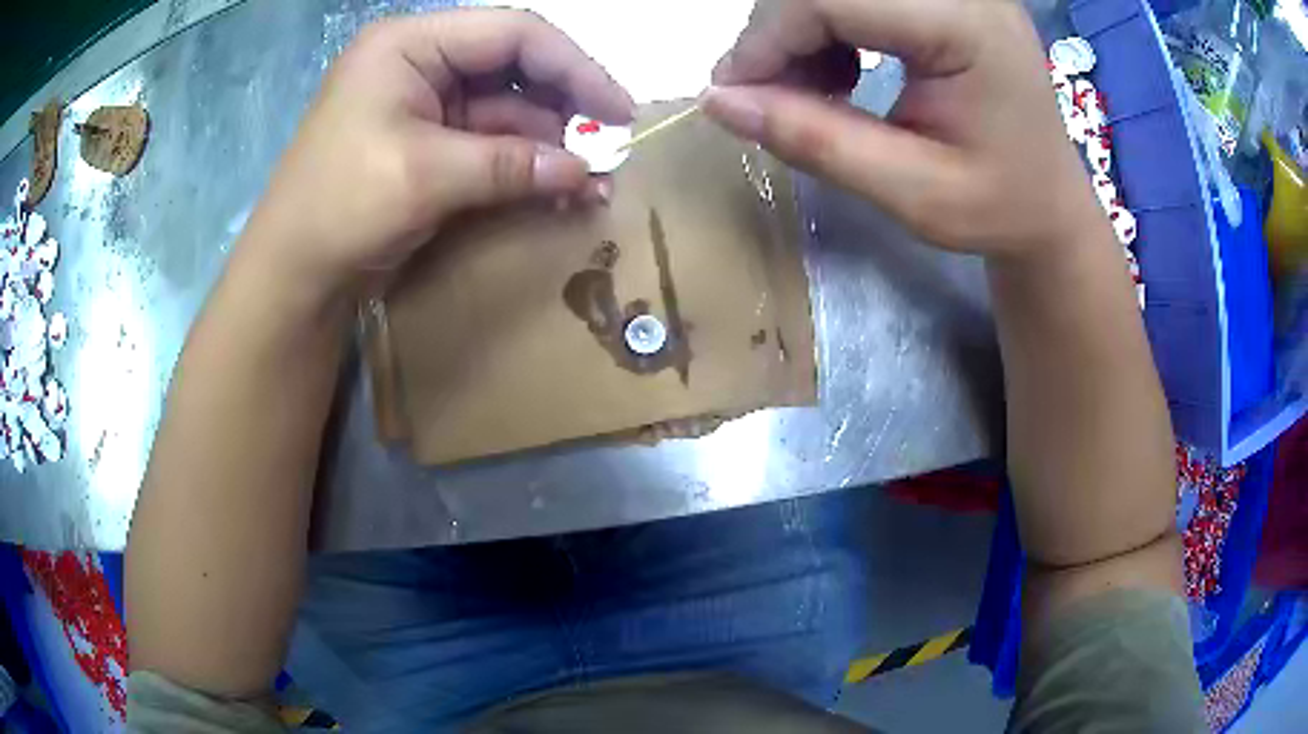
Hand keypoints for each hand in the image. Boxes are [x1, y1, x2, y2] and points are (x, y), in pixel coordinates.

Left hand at [242, 9, 632, 293]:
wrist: (292, 276)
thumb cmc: (340, 207)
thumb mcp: (425, 176)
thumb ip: (510, 164)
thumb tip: (588, 170)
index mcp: (410, 45)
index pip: (514, 33)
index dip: (574, 67)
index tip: (619, 109)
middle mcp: (422, 63)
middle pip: (515, 68)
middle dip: (566, 109)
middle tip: (611, 148)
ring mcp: (426, 105)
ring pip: (508, 110)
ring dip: (552, 145)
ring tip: (594, 182)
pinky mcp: (430, 145)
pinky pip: (492, 145)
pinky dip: (526, 167)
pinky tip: (561, 190)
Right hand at [704, 0, 1104, 258]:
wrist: (1049, 203)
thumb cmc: (999, 209)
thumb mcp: (912, 193)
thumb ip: (816, 141)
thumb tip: (717, 101)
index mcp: (967, 25)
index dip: (767, 38)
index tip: (735, 95)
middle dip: (779, 33)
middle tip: (768, 97)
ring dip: (799, 29)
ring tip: (812, 91)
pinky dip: (824, 26)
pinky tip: (839, 70)